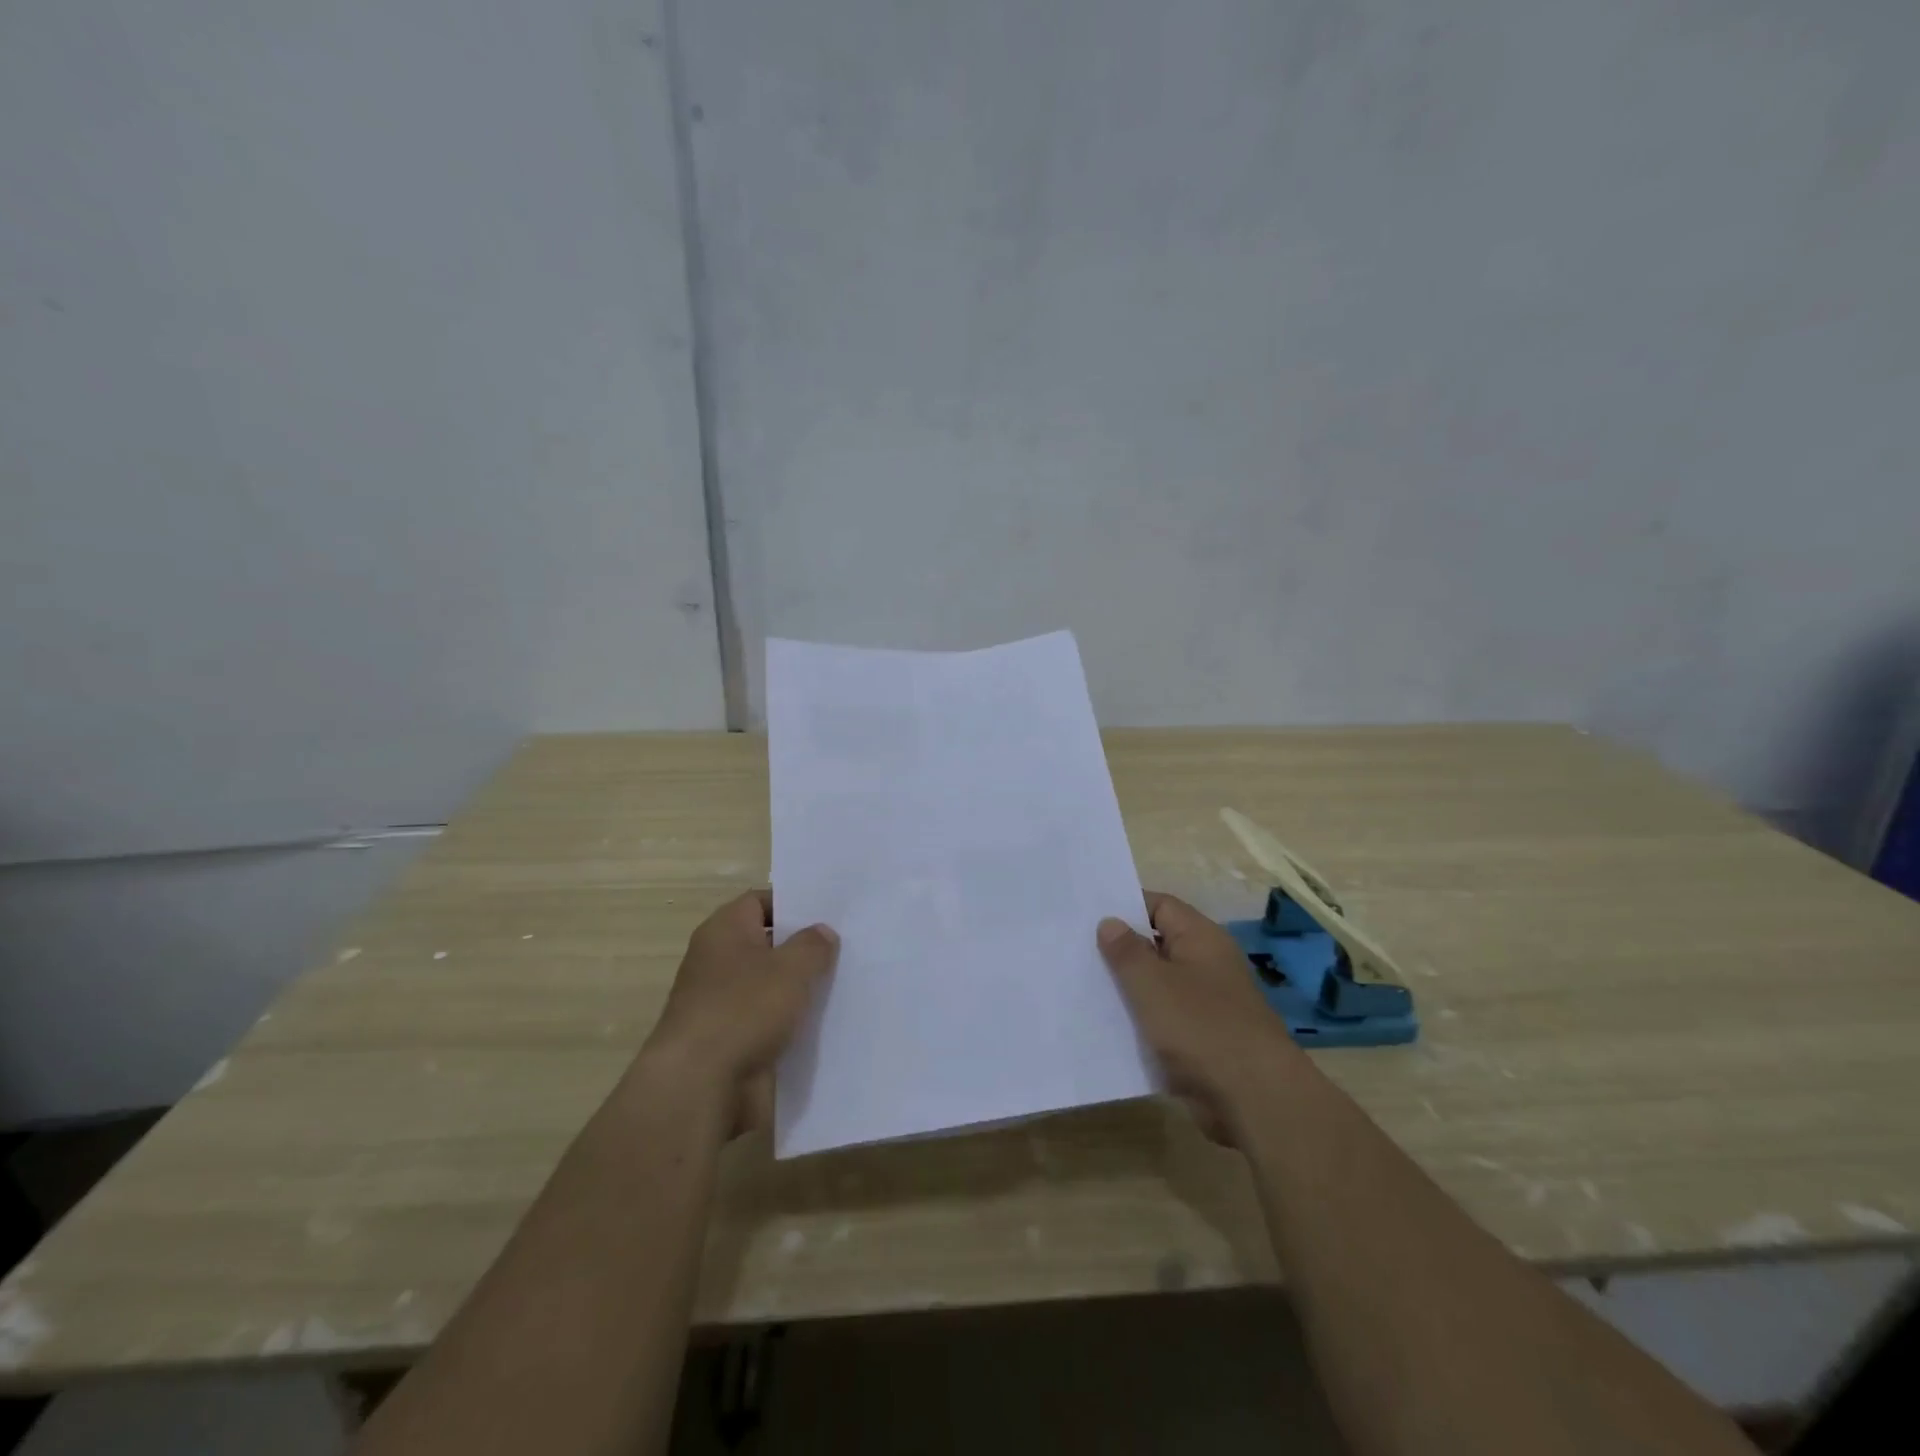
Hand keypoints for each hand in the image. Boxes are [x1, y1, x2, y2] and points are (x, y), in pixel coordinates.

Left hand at [639, 890, 838, 1137]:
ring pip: (770, 986)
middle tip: (847, 947)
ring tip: (845, 984)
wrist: (699, 1087)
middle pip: (767, 944)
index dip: (793, 904)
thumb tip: (822, 932)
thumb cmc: (744, 1009)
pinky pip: (767, 1022)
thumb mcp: (791, 968)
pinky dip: (791, 1024)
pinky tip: (826, 1025)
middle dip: (802, 948)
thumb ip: (812, 945)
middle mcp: (718, 962)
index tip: (828, 913)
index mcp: (724, 931)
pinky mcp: (730, 1041)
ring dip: (799, 989)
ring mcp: (722, 1004)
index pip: (759, 902)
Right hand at [1098, 892, 1298, 1144]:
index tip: (1087, 915)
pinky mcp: (1203, 1040)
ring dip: (1127, 990)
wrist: (1254, 1099)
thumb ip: (1127, 951)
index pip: (1160, 906)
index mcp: (1201, 938)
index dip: (1125, 906)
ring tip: (1081, 987)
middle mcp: (1207, 964)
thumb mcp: (1152, 983)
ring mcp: (1207, 1004)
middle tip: (1075, 950)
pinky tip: (1106, 1028)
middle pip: (1157, 945)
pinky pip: (1164, 1021)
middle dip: (1120, 950)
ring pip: (1158, 986)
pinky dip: (1140, 1023)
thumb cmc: (1201, 1027)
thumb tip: (1110, 922)